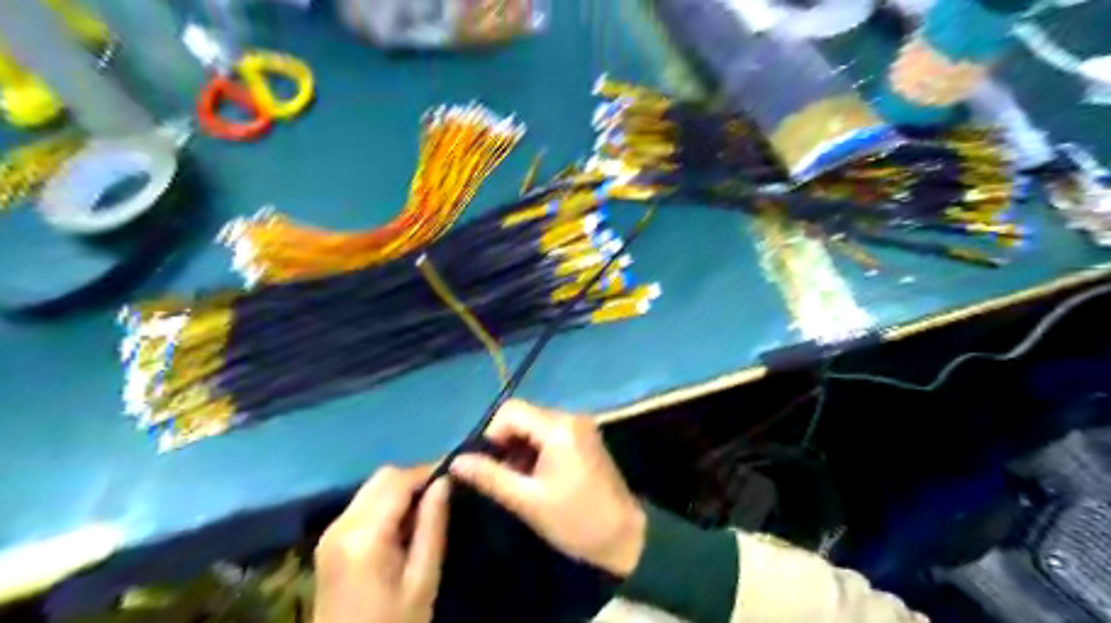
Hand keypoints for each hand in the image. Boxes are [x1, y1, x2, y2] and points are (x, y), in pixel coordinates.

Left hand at [311, 464, 449, 622]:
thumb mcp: (423, 578)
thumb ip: (433, 526)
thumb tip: (445, 481)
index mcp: (364, 535)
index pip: (399, 481)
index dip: (429, 471)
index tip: (456, 474)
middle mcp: (341, 524)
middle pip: (383, 477)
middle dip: (414, 478)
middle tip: (443, 493)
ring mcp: (330, 532)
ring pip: (372, 487)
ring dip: (400, 489)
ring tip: (426, 509)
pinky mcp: (328, 541)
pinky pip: (362, 504)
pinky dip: (385, 502)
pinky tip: (402, 524)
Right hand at [449, 402, 647, 576]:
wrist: (625, 537)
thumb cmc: (575, 520)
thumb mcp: (527, 501)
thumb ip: (490, 476)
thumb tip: (456, 461)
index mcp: (558, 427)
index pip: (511, 410)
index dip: (492, 434)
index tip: (489, 465)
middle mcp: (571, 416)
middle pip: (523, 415)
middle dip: (506, 442)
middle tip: (501, 476)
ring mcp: (581, 425)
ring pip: (535, 424)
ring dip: (520, 447)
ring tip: (518, 481)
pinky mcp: (585, 436)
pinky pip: (550, 432)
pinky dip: (536, 449)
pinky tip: (535, 476)